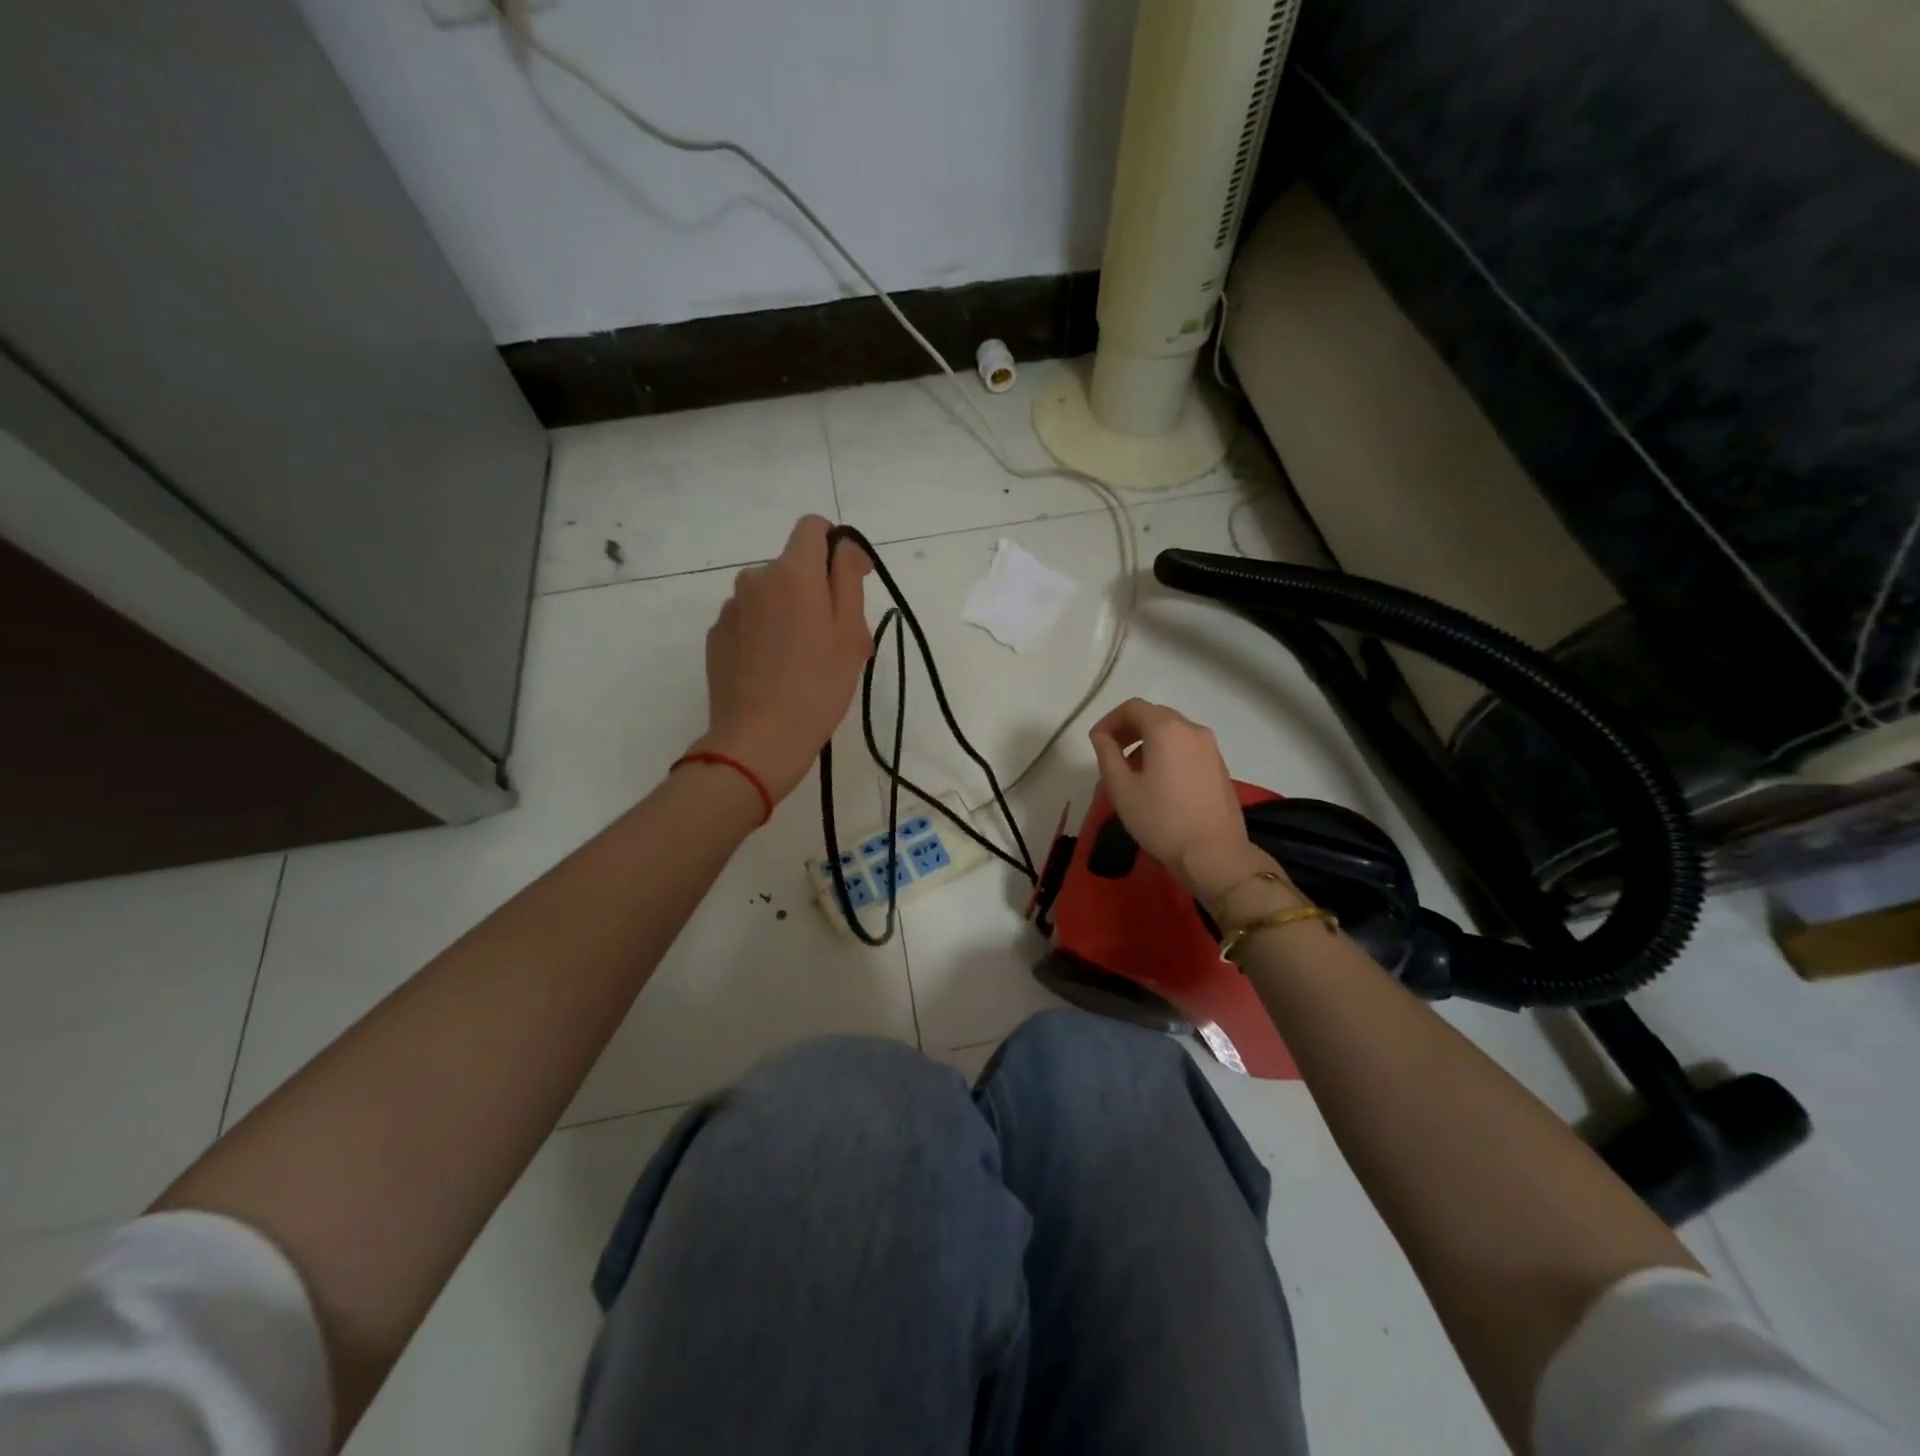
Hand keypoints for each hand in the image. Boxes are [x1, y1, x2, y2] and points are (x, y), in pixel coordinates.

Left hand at [693, 516, 872, 802]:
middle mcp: (755, 578)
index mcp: (792, 572)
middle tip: (834, 639)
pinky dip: (766, 633)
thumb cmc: (818, 686)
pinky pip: (750, 620)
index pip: (813, 527)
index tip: (851, 581)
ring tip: (803, 660)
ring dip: (789, 613)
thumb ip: (848, 577)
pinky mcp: (716, 636)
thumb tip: (845, 547)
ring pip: (771, 596)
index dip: (837, 547)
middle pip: (793, 567)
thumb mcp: (850, 632)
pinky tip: (774, 670)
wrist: (759, 739)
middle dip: (816, 590)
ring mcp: (731, 608)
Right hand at [1089, 699, 1288, 904]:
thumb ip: (1107, 754)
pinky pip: (1187, 747)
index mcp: (1166, 729)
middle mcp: (1192, 729)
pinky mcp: (1219, 766)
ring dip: (1148, 742)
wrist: (1214, 853)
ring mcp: (1210, 747)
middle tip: (1112, 754)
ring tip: (1133, 772)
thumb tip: (1102, 736)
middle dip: (1129, 729)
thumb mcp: (1122, 788)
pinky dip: (1167, 753)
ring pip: (1172, 731)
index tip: (1097, 742)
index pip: (1133, 707)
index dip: (1109, 720)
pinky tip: (1159, 782)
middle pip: (1154, 715)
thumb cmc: (1161, 819)